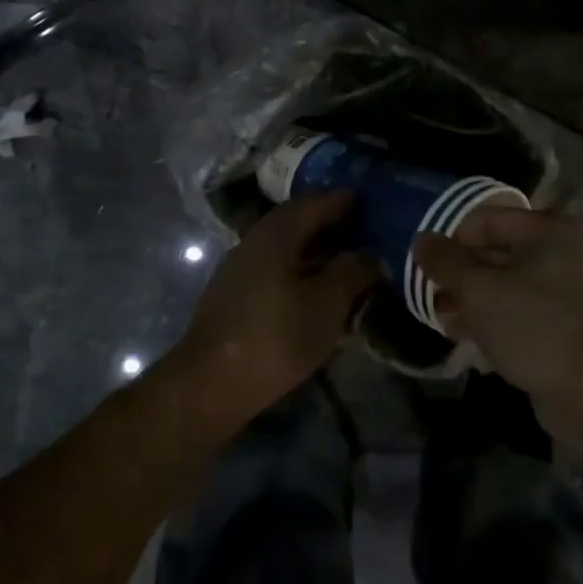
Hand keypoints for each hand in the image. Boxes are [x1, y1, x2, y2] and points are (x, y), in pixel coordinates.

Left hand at [179, 192, 379, 417]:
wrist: (212, 383)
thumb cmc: (276, 337)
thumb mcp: (327, 304)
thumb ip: (352, 272)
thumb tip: (370, 254)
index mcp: (276, 234)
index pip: (313, 203)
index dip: (342, 200)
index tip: (367, 200)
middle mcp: (253, 241)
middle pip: (294, 220)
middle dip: (327, 220)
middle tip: (359, 226)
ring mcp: (239, 268)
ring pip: (283, 245)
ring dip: (312, 246)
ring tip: (342, 257)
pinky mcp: (234, 294)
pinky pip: (274, 266)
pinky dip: (298, 266)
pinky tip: (313, 286)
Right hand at [411, 208, 582, 404]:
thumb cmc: (531, 326)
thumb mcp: (477, 289)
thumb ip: (445, 261)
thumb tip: (421, 239)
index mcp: (547, 231)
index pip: (486, 219)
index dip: (451, 240)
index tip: (427, 267)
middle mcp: (563, 251)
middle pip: (496, 252)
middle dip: (460, 274)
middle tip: (432, 296)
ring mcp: (569, 289)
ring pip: (507, 284)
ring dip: (472, 299)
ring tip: (443, 320)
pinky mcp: (567, 323)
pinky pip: (522, 310)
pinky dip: (494, 318)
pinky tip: (466, 336)